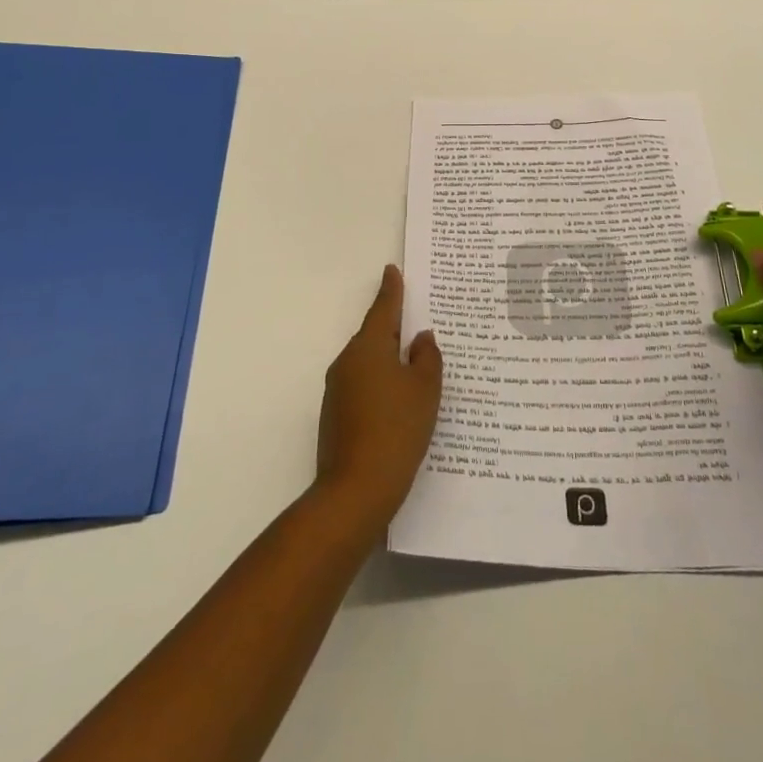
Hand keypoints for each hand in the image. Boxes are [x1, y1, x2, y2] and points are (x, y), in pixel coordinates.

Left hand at [314, 266, 442, 533]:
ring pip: (369, 362)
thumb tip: (420, 338)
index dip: (391, 289)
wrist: (355, 492)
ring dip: (389, 359)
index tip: (392, 270)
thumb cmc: (396, 430)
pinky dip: (382, 384)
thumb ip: (426, 358)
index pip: (383, 309)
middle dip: (395, 328)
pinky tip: (400, 400)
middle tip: (418, 320)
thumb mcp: (424, 390)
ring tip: (416, 363)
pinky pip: (364, 386)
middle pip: (375, 336)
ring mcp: (337, 390)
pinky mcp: (336, 416)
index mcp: (368, 347)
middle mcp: (347, 362)